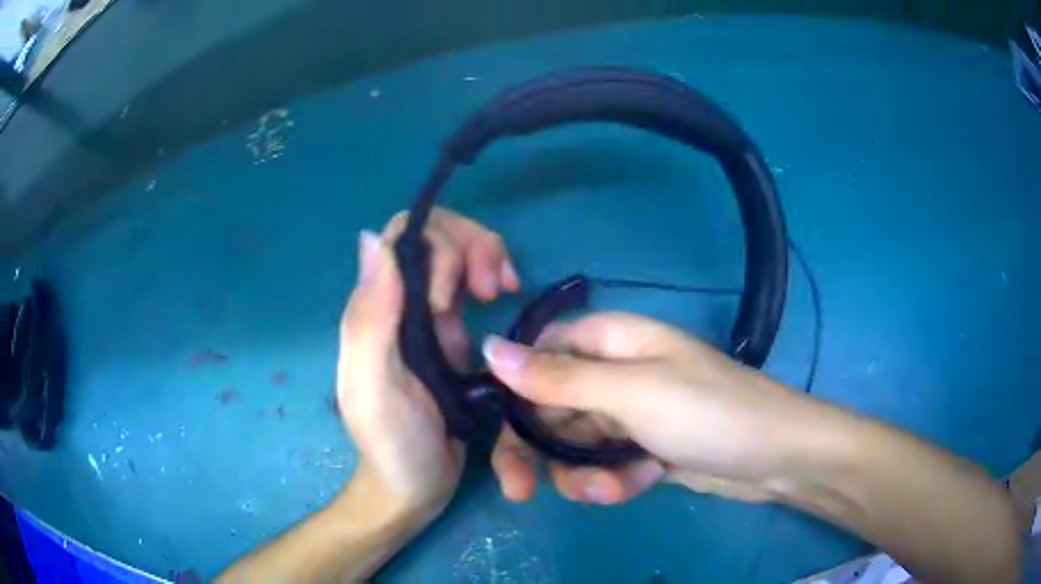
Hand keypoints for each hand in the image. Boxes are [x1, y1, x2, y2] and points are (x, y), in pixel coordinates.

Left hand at [337, 208, 518, 515]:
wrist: (413, 487)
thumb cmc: (392, 445)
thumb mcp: (373, 388)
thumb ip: (369, 320)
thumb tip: (371, 240)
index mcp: (376, 309)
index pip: (401, 237)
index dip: (436, 246)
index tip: (452, 296)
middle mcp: (400, 305)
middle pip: (436, 237)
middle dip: (471, 246)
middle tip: (495, 289)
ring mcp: (429, 320)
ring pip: (458, 255)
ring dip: (487, 256)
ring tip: (505, 289)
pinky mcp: (455, 338)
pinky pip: (474, 286)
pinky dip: (494, 276)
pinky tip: (507, 296)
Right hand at [485, 312, 809, 504]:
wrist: (774, 457)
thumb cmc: (706, 412)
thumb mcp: (629, 392)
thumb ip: (557, 377)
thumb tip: (488, 349)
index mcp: (611, 340)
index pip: (540, 353)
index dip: (515, 388)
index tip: (498, 429)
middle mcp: (615, 372)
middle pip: (549, 406)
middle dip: (539, 449)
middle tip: (522, 490)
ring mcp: (630, 413)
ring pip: (575, 443)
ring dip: (581, 473)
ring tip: (610, 488)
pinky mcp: (643, 447)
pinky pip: (605, 464)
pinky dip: (613, 480)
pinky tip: (638, 485)